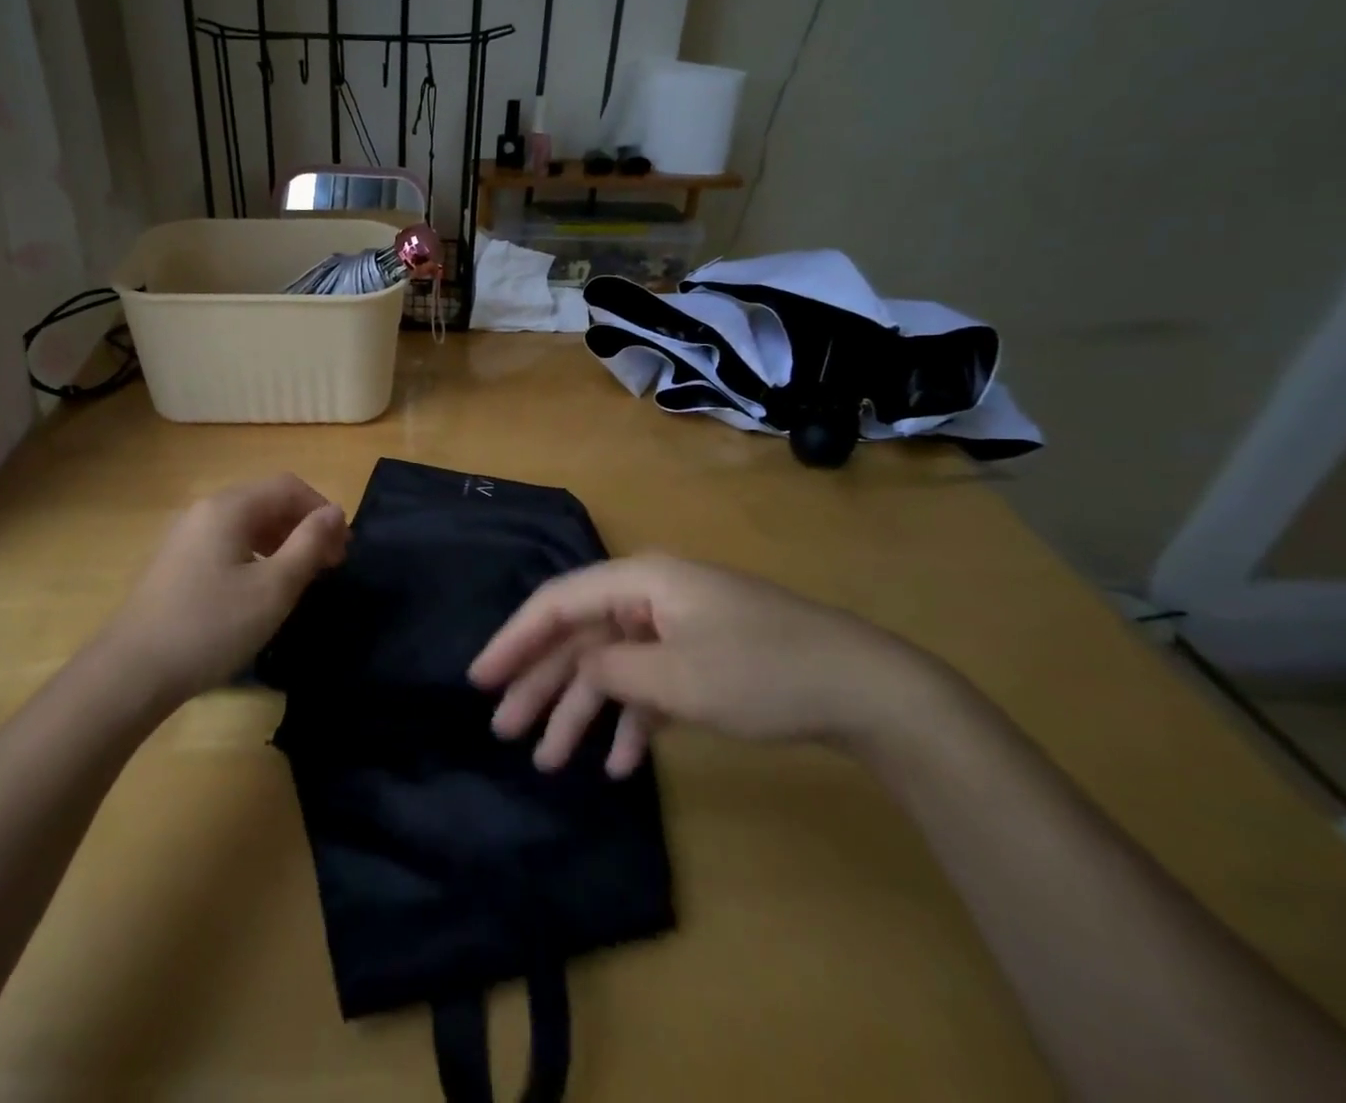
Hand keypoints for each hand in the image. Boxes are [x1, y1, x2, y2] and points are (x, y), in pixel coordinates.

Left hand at [101, 474, 348, 703]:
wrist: (131, 672)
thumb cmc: (211, 626)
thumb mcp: (274, 588)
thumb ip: (309, 545)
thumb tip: (336, 513)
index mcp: (229, 507)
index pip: (288, 486)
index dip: (322, 510)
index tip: (343, 548)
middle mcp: (205, 510)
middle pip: (267, 501)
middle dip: (304, 526)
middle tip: (330, 565)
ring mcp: (186, 536)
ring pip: (247, 524)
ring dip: (282, 541)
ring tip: (302, 577)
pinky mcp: (177, 562)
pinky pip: (228, 543)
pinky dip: (257, 554)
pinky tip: (262, 588)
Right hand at [468, 555, 928, 776]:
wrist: (865, 688)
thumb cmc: (763, 671)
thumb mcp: (678, 678)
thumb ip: (612, 670)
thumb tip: (579, 670)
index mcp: (640, 582)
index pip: (558, 604)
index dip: (515, 639)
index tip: (479, 677)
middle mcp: (650, 597)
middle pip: (580, 638)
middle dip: (542, 684)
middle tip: (504, 728)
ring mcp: (675, 627)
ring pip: (611, 666)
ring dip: (582, 712)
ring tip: (550, 760)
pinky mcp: (700, 658)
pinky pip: (648, 685)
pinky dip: (630, 720)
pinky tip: (618, 763)